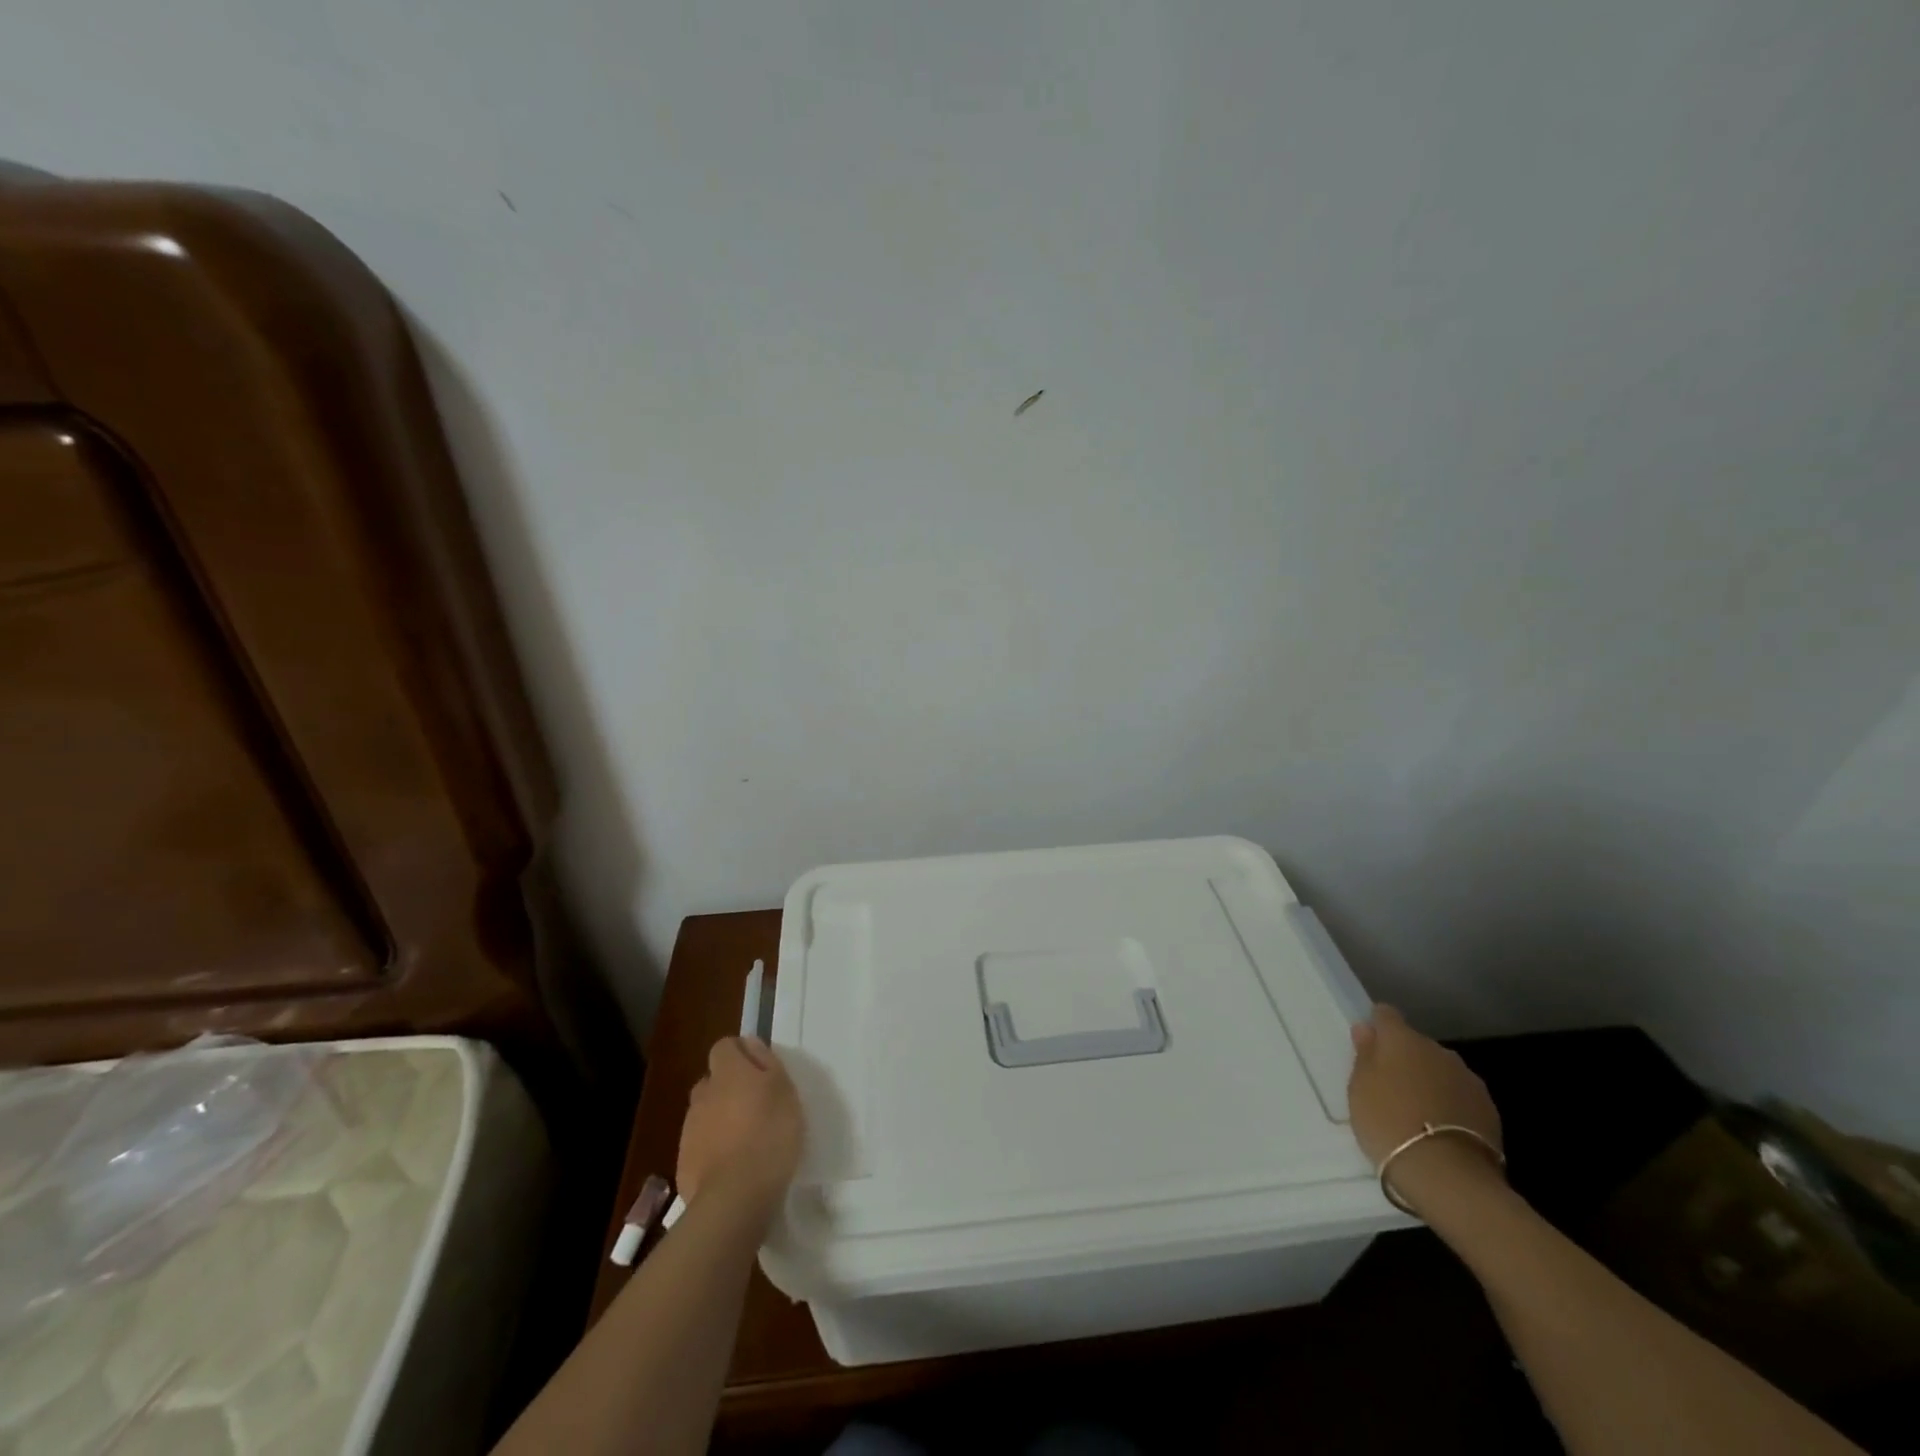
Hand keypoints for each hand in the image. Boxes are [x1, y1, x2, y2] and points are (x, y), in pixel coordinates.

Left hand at [676, 1037, 804, 1221]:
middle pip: (713, 1081)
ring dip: (720, 1119)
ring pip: (705, 1113)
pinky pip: (700, 1145)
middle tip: (755, 1107)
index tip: (760, 1070)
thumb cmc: (770, 1134)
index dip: (741, 1054)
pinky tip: (733, 1166)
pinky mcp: (684, 1162)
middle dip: (729, 1088)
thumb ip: (766, 1062)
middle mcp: (704, 1094)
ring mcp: (690, 1129)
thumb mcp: (784, 1090)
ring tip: (746, 1140)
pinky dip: (713, 1149)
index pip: (725, 1046)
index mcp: (728, 1072)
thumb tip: (750, 1043)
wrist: (735, 1197)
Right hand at [1348, 1006, 1504, 1214]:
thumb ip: (1365, 1055)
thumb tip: (1366, 1029)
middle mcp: (1438, 1050)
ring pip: (1441, 1070)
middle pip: (1416, 1044)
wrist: (1447, 1174)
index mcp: (1402, 1039)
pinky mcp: (1489, 1109)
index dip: (1377, 1026)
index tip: (1369, 1046)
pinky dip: (1450, 1104)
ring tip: (1417, 1111)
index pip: (1386, 1015)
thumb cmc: (1389, 1122)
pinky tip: (1440, 1128)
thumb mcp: (1359, 1088)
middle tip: (1390, 1087)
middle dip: (1405, 1059)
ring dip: (1429, 1081)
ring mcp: (1468, 1079)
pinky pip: (1460, 1095)